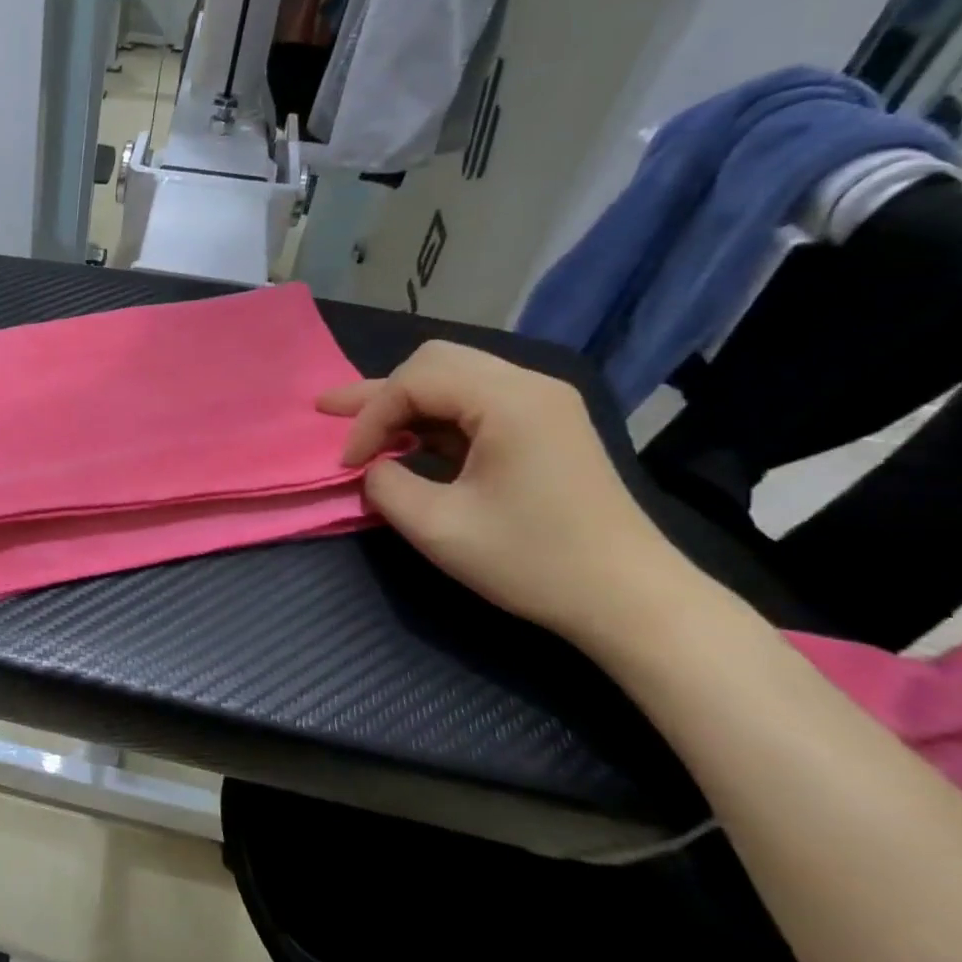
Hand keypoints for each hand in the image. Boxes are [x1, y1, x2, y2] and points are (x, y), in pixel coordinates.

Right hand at [319, 341, 698, 644]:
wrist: (631, 600)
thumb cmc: (533, 562)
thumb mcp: (437, 527)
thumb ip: (385, 485)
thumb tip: (372, 467)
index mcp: (509, 401)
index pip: (414, 381)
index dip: (369, 418)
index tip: (348, 464)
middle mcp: (529, 386)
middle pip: (433, 361)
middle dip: (379, 391)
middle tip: (330, 413)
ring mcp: (543, 404)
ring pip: (453, 377)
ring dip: (404, 401)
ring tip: (358, 423)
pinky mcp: (545, 426)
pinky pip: (475, 400)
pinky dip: (433, 415)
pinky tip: (406, 440)